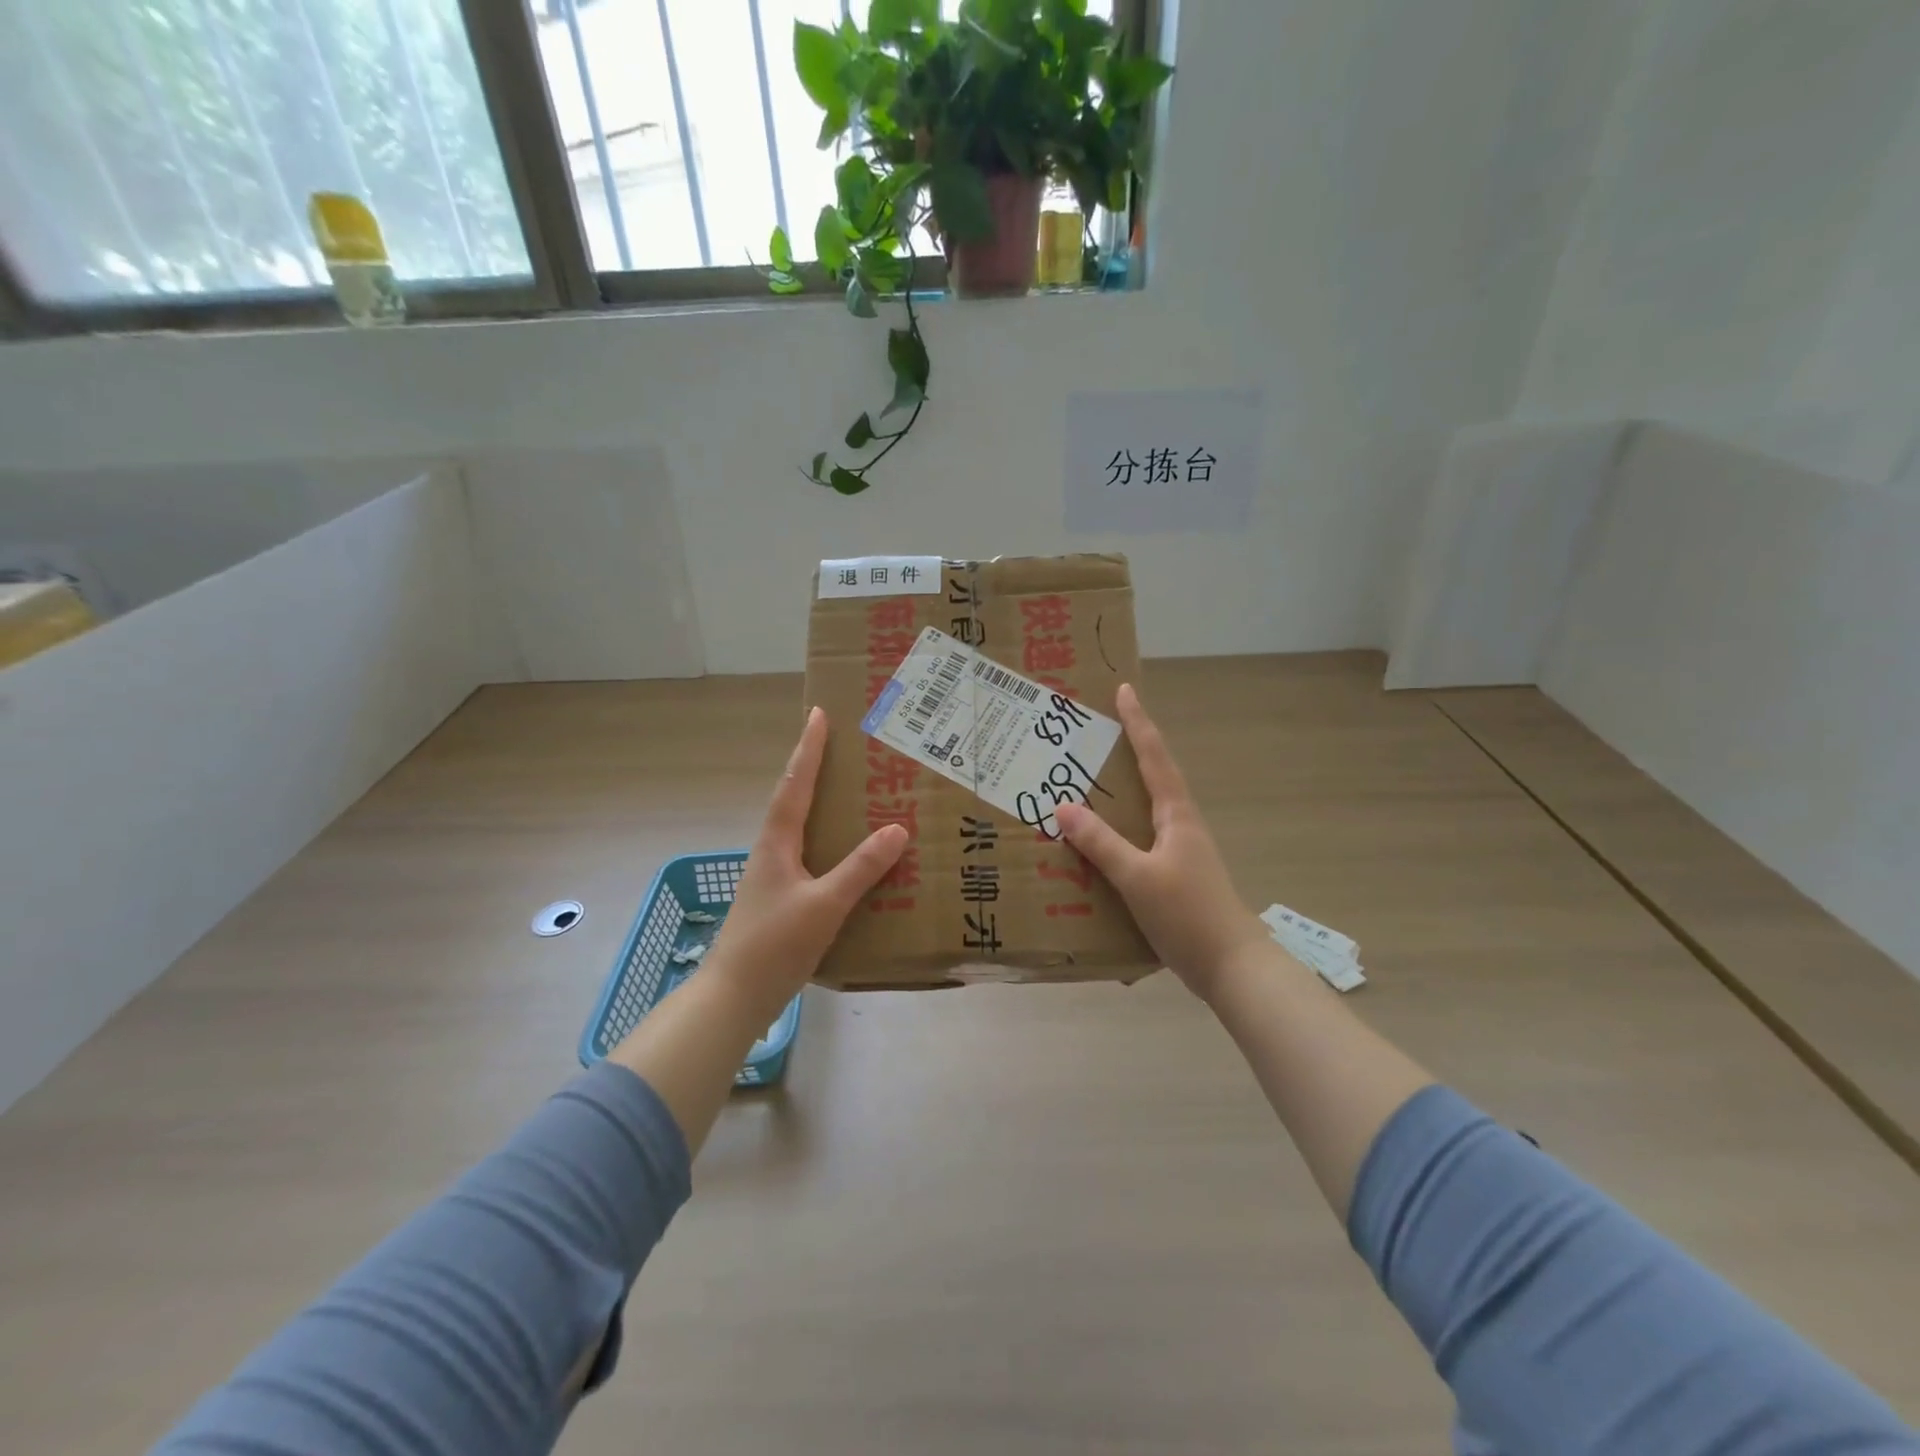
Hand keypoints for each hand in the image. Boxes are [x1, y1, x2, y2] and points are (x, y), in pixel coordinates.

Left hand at [706, 707, 906, 1008]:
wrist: (735, 996)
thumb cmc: (774, 944)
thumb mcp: (824, 905)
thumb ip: (860, 869)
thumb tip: (897, 829)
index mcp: (777, 843)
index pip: (794, 785)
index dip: (808, 749)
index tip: (818, 714)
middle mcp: (773, 852)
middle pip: (795, 800)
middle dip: (816, 770)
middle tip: (845, 748)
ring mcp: (775, 877)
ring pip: (803, 829)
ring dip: (823, 806)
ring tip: (856, 795)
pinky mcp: (782, 900)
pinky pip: (811, 857)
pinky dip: (831, 845)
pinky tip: (853, 858)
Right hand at [1055, 684, 1267, 1001]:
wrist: (1232, 967)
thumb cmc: (1188, 915)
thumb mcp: (1137, 877)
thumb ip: (1101, 843)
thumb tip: (1063, 806)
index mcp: (1177, 816)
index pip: (1155, 757)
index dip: (1139, 723)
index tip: (1124, 690)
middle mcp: (1180, 826)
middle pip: (1152, 776)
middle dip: (1126, 751)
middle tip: (1092, 735)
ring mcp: (1180, 852)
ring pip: (1145, 810)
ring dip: (1119, 792)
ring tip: (1085, 784)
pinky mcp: (1174, 877)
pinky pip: (1139, 840)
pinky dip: (1117, 830)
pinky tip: (1096, 845)